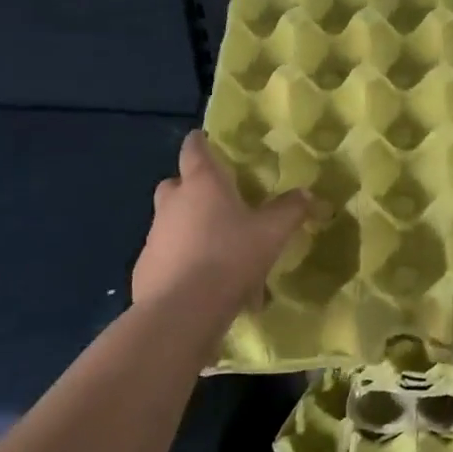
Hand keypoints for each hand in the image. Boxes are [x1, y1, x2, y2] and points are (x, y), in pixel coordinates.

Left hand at [130, 132, 312, 323]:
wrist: (182, 312)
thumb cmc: (229, 257)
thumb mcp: (272, 232)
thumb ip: (290, 209)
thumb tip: (307, 194)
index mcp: (202, 184)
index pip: (194, 149)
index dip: (200, 142)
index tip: (205, 139)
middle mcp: (173, 203)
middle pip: (176, 184)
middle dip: (192, 187)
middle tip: (218, 200)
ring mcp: (155, 236)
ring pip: (172, 222)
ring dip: (190, 228)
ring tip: (220, 251)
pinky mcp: (145, 268)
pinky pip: (168, 255)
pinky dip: (183, 261)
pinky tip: (205, 283)